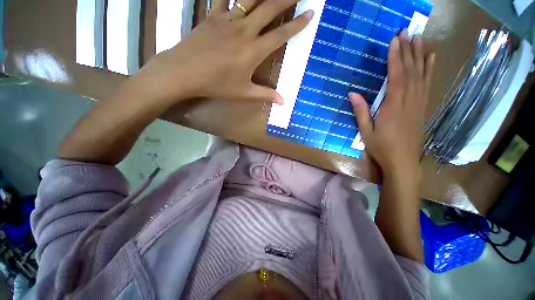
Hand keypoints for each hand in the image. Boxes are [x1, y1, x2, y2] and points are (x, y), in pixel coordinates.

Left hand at [135, 0, 313, 105]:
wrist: (185, 73)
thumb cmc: (217, 85)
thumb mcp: (244, 93)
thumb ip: (265, 95)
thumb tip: (283, 102)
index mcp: (254, 51)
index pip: (281, 34)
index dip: (297, 24)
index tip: (310, 13)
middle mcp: (244, 30)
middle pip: (270, 8)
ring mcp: (228, 20)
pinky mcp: (213, 16)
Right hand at [349, 31, 434, 177]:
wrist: (403, 161)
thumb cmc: (381, 147)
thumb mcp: (365, 131)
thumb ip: (360, 112)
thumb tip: (352, 94)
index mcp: (393, 106)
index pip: (396, 77)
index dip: (395, 58)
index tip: (394, 41)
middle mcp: (409, 101)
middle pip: (411, 71)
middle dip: (408, 50)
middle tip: (407, 31)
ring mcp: (419, 103)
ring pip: (421, 75)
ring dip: (421, 55)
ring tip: (420, 38)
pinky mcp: (423, 107)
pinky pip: (428, 84)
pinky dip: (430, 69)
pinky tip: (431, 59)